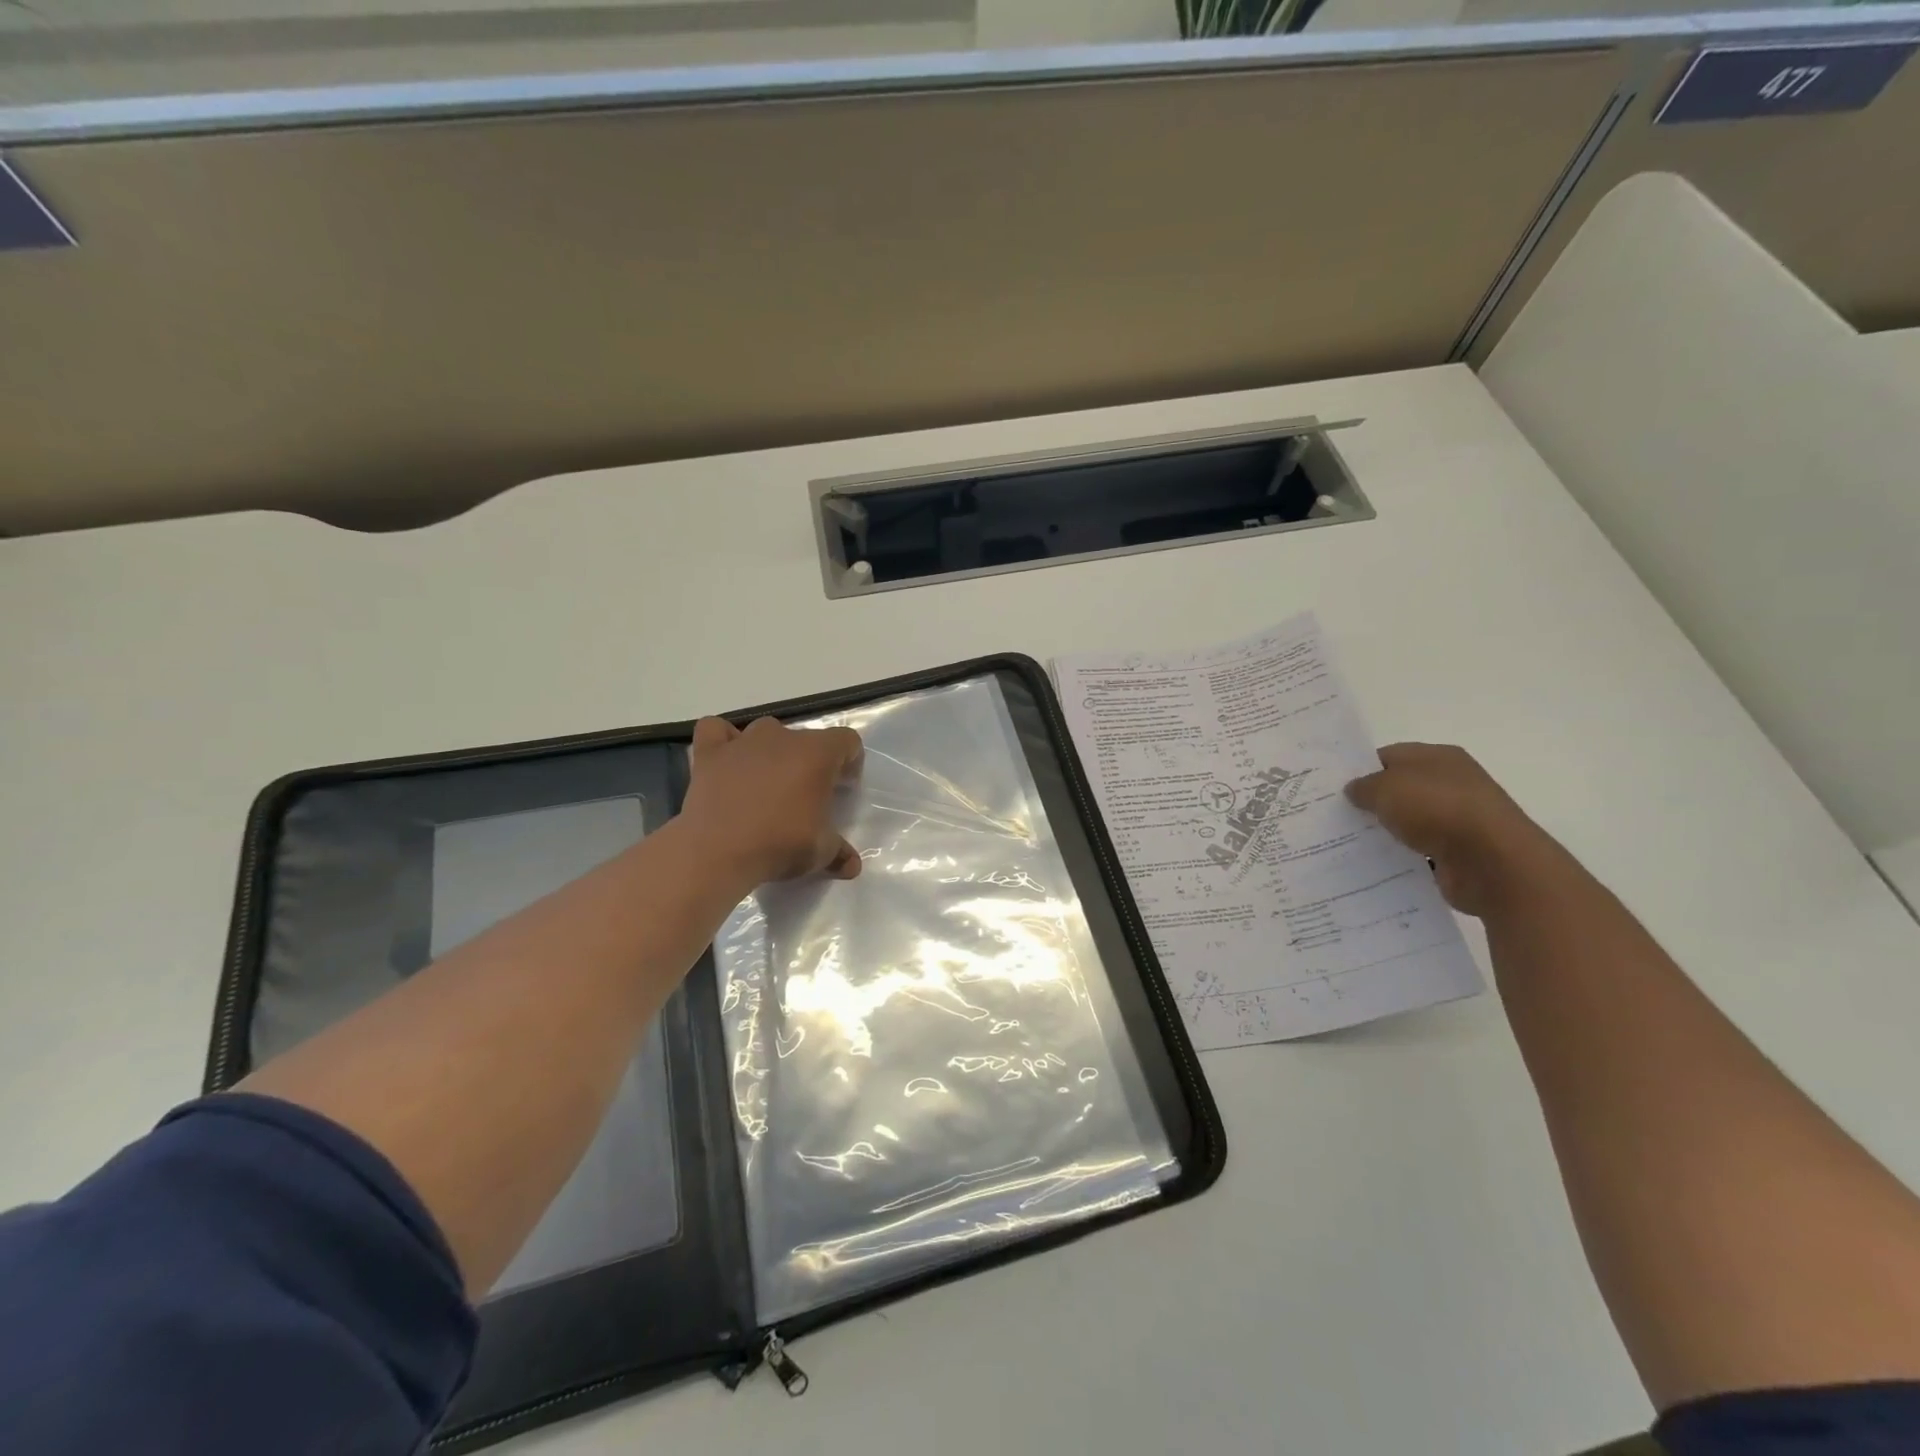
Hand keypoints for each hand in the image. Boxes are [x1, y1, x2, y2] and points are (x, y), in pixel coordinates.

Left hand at [677, 716, 864, 887]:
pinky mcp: (710, 753)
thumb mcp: (820, 852)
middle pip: (806, 738)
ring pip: (766, 731)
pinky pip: (716, 730)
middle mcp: (782, 737)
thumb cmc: (779, 844)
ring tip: (768, 782)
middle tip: (805, 794)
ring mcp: (743, 741)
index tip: (843, 787)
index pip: (847, 741)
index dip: (850, 761)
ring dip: (772, 751)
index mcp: (817, 754)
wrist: (718, 851)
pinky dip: (724, 740)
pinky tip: (728, 760)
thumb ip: (839, 852)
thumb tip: (852, 865)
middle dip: (810, 761)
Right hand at [1345, 743, 1555, 917]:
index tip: (1333, 787)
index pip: (1390, 756)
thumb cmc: (1437, 809)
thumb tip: (1354, 790)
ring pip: (1409, 821)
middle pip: (1400, 789)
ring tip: (1346, 841)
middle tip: (1334, 814)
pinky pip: (1419, 851)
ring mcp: (1458, 819)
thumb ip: (1364, 786)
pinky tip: (1374, 863)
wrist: (1493, 862)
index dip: (1361, 769)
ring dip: (1385, 831)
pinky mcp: (1459, 852)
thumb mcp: (1386, 787)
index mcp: (1439, 757)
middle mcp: (1452, 783)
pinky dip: (1401, 856)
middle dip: (1370, 801)